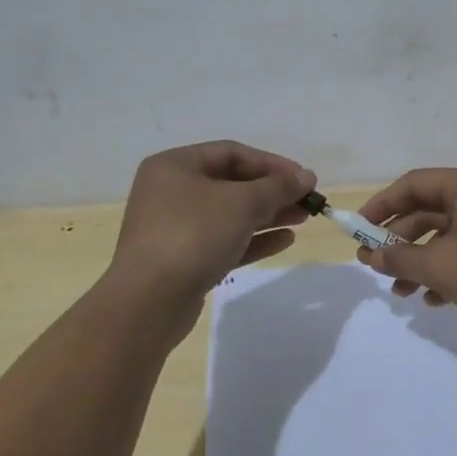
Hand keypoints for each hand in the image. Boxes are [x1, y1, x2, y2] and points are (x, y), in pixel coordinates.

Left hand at [106, 142, 315, 312]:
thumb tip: (306, 177)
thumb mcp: (242, 204)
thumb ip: (278, 187)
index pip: (233, 153)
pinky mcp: (184, 260)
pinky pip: (224, 241)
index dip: (272, 164)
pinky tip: (284, 241)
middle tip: (308, 201)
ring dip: (268, 215)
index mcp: (175, 166)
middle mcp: (171, 192)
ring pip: (231, 214)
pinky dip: (254, 239)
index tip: (304, 179)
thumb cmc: (194, 236)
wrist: (149, 302)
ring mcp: (176, 228)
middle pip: (232, 184)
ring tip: (303, 219)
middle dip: (273, 192)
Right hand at [354, 166, 456, 332]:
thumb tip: (370, 257)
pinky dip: (444, 271)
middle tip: (374, 265)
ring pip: (444, 235)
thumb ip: (400, 260)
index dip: (381, 205)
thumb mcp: (442, 267)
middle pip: (427, 210)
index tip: (357, 230)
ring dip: (419, 262)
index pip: (413, 183)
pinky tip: (433, 300)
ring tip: (401, 293)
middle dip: (399, 241)